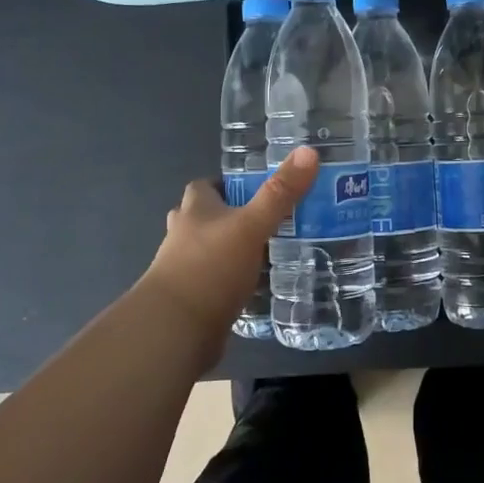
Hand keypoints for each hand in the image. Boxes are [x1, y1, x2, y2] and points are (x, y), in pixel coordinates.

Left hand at [140, 147, 320, 333]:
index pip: (203, 187)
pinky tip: (256, 288)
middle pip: (204, 218)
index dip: (225, 185)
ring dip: (230, 251)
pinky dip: (231, 283)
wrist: (174, 331)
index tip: (253, 189)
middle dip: (229, 218)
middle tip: (265, 221)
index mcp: (194, 211)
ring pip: (208, 252)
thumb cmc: (210, 267)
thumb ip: (280, 193)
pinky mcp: (192, 302)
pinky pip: (214, 284)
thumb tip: (309, 151)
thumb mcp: (252, 226)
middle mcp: (183, 236)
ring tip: (267, 253)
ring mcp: (183, 271)